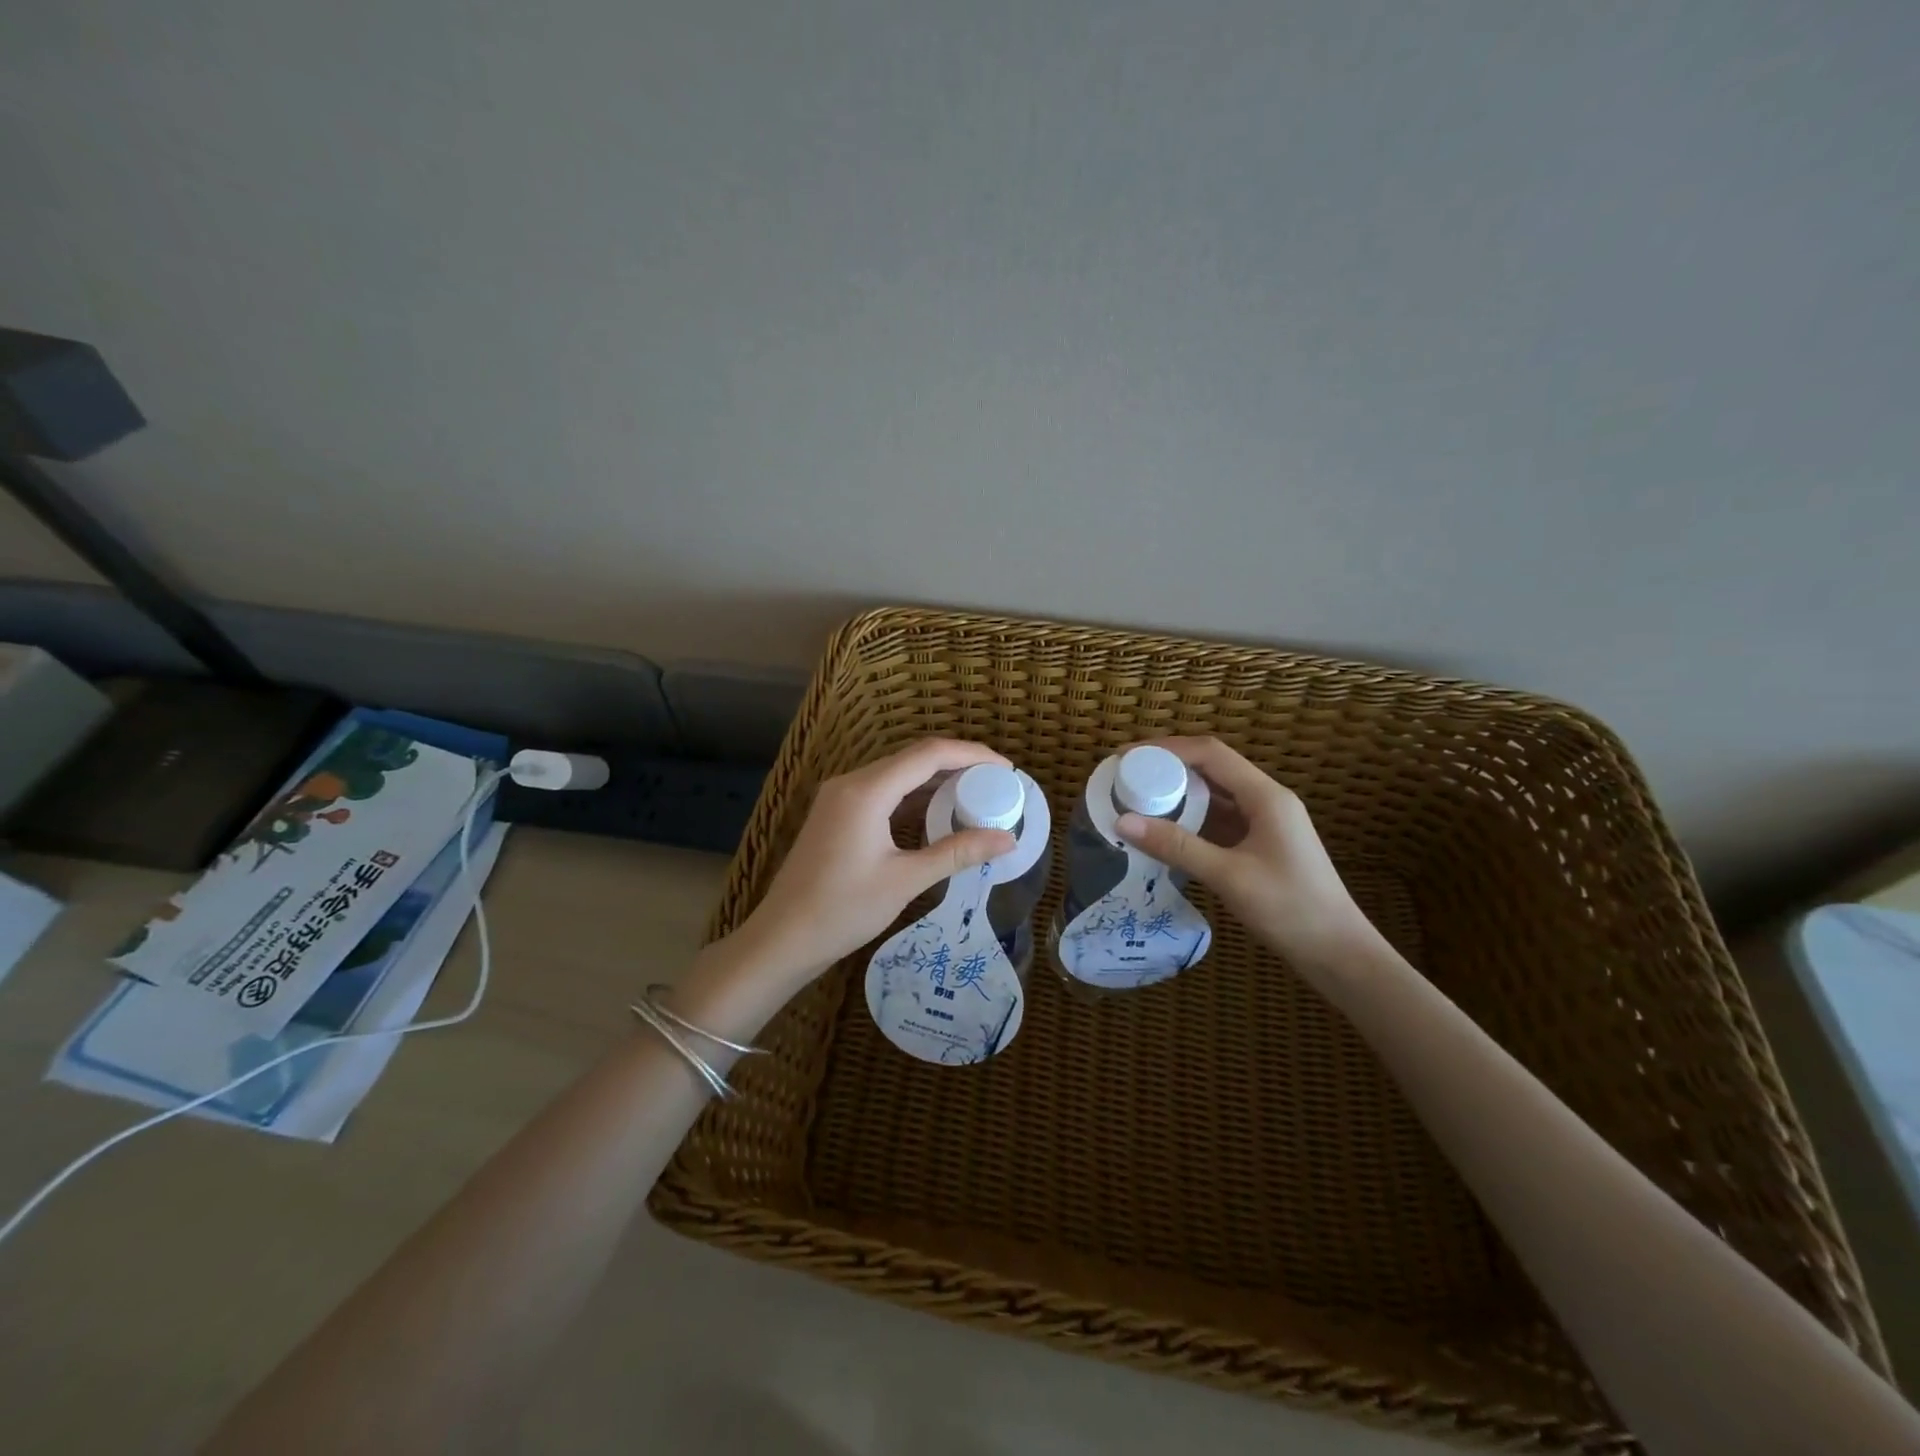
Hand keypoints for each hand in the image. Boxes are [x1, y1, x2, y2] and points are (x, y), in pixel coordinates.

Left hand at [730, 738, 1017, 986]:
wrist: (782, 938)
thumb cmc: (843, 910)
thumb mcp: (906, 880)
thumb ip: (957, 852)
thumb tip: (1007, 840)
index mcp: (866, 790)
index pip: (929, 754)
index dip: (971, 755)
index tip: (1006, 771)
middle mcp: (851, 782)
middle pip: (913, 758)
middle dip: (958, 766)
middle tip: (996, 786)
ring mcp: (840, 796)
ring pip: (898, 774)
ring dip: (936, 781)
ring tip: (976, 797)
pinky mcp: (836, 813)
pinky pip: (883, 791)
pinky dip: (914, 796)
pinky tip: (937, 814)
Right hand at [1115, 736, 1372, 972]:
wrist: (1339, 953)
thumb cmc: (1291, 910)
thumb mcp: (1229, 876)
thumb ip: (1177, 847)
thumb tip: (1123, 821)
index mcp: (1266, 796)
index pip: (1210, 753)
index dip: (1166, 749)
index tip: (1127, 757)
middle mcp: (1266, 800)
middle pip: (1211, 768)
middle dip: (1167, 768)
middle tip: (1125, 778)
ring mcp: (1265, 823)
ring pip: (1214, 795)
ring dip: (1177, 794)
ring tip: (1137, 800)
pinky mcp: (1260, 844)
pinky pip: (1219, 820)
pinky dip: (1190, 819)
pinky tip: (1164, 831)